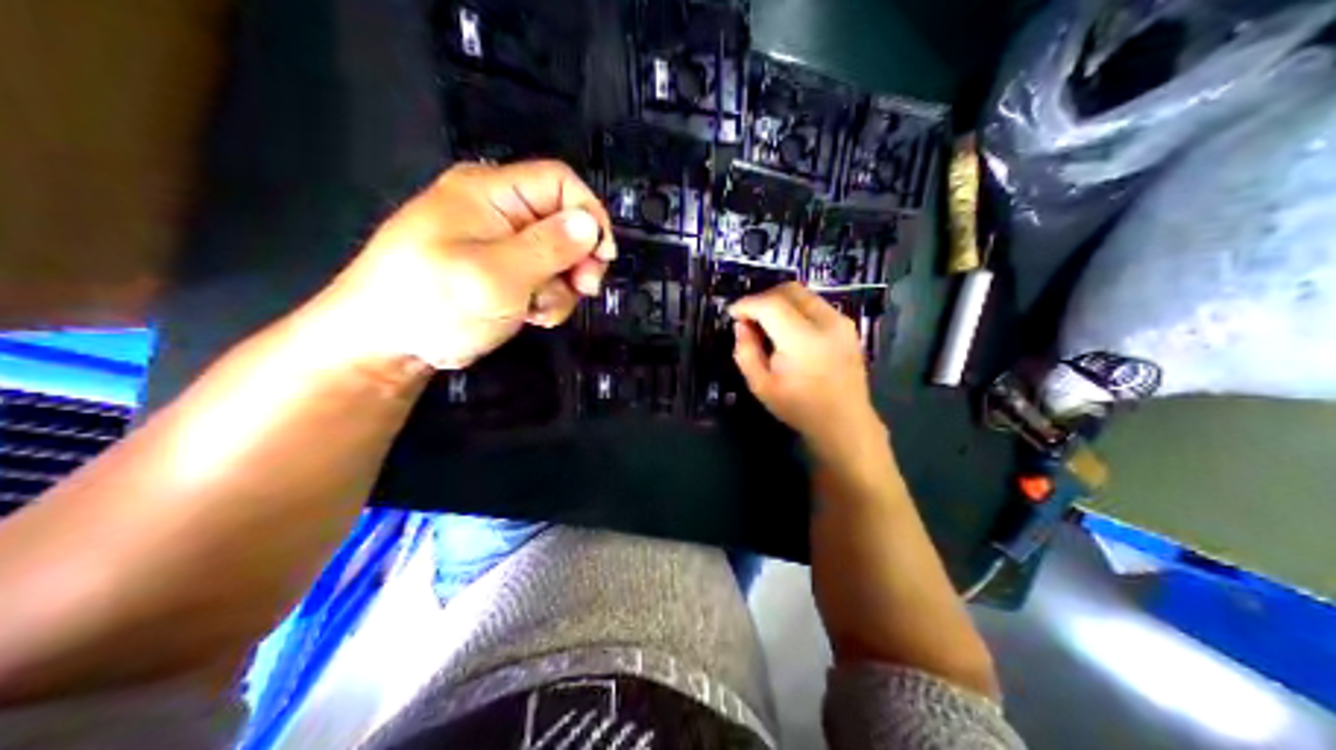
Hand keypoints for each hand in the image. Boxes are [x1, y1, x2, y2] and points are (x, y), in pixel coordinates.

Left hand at [312, 157, 611, 368]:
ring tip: (539, 312)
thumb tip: (590, 224)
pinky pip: (534, 275)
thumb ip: (549, 249)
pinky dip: (541, 297)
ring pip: (553, 254)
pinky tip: (529, 316)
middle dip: (576, 258)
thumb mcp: (497, 276)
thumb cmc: (432, 303)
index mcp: (489, 192)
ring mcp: (491, 242)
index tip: (601, 258)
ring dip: (559, 285)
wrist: (378, 348)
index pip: (559, 182)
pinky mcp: (491, 271)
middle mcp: (493, 209)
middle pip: (560, 219)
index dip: (588, 215)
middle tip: (582, 291)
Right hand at [728, 280, 884, 453]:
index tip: (733, 314)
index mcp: (803, 340)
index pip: (770, 304)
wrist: (845, 422)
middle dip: (764, 298)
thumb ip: (746, 352)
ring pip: (804, 294)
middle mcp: (826, 322)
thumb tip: (741, 325)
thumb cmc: (800, 408)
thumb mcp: (761, 386)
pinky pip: (816, 305)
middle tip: (749, 317)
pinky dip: (797, 309)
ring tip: (768, 324)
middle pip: (789, 290)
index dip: (747, 304)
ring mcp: (841, 321)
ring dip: (781, 302)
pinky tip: (789, 331)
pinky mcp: (847, 326)